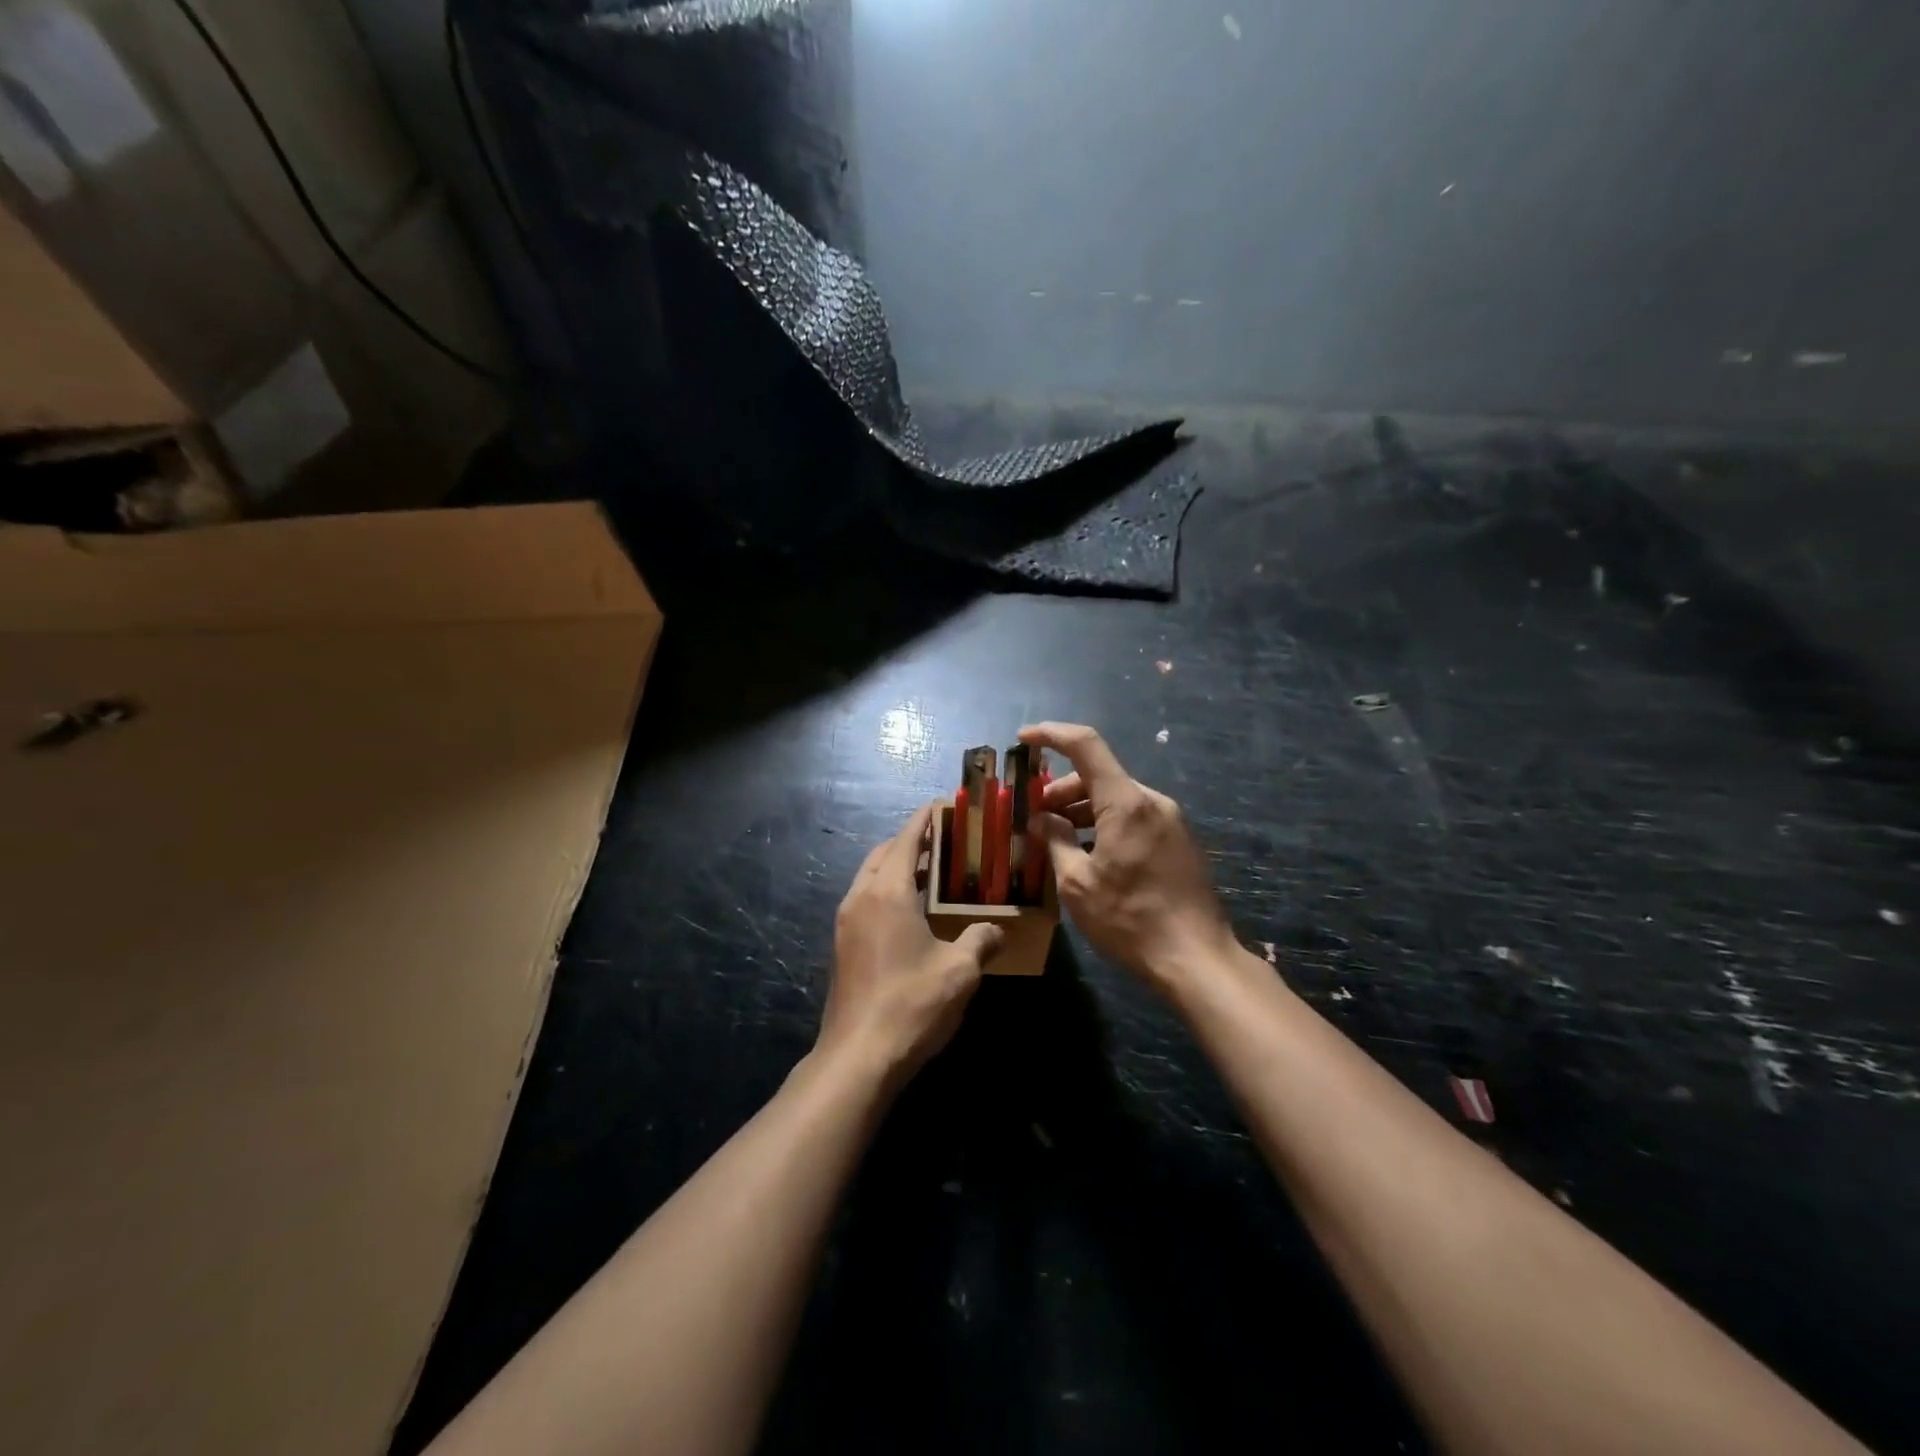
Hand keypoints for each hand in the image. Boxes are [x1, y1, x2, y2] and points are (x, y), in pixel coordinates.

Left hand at [817, 803, 1004, 1086]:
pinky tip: (912, 913)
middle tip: (945, 843)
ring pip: (870, 877)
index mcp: (887, 892)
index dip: (925, 819)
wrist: (858, 1057)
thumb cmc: (912, 1004)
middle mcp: (860, 897)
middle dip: (910, 841)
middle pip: (883, 853)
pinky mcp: (842, 945)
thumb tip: (997, 930)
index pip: (906, 838)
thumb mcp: (960, 971)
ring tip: (931, 874)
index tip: (944, 806)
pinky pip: (865, 900)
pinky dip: (886, 891)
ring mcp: (846, 922)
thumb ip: (981, 941)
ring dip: (895, 866)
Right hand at [1020, 723, 1233, 993]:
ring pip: (1116, 797)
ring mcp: (1170, 821)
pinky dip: (1105, 823)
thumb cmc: (1130, 920)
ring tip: (1058, 837)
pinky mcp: (1178, 841)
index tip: (1024, 738)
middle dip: (1061, 788)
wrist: (1197, 959)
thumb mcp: (1078, 884)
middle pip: (1099, 774)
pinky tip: (1090, 852)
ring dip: (1083, 808)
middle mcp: (1152, 801)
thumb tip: (1042, 819)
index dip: (1052, 734)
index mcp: (1126, 803)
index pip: (1086, 745)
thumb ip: (1056, 841)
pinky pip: (1134, 817)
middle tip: (1036, 816)